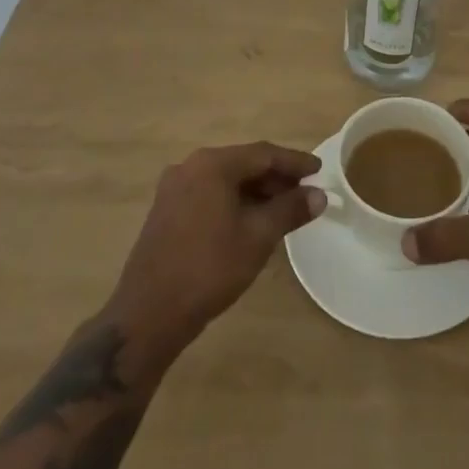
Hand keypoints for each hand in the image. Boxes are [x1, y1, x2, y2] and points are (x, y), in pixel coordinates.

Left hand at [109, 142, 324, 350]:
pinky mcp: (166, 211)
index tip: (319, 170)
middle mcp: (190, 167)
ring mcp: (174, 189)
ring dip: (255, 191)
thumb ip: (290, 210)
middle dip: (275, 177)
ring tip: (283, 209)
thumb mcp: (258, 237)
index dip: (294, 162)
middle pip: (243, 164)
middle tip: (304, 192)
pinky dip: (234, 202)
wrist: (148, 314)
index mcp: (212, 164)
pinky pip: (209, 195)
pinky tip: (251, 221)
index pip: (263, 153)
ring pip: (225, 180)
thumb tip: (319, 195)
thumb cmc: (209, 269)